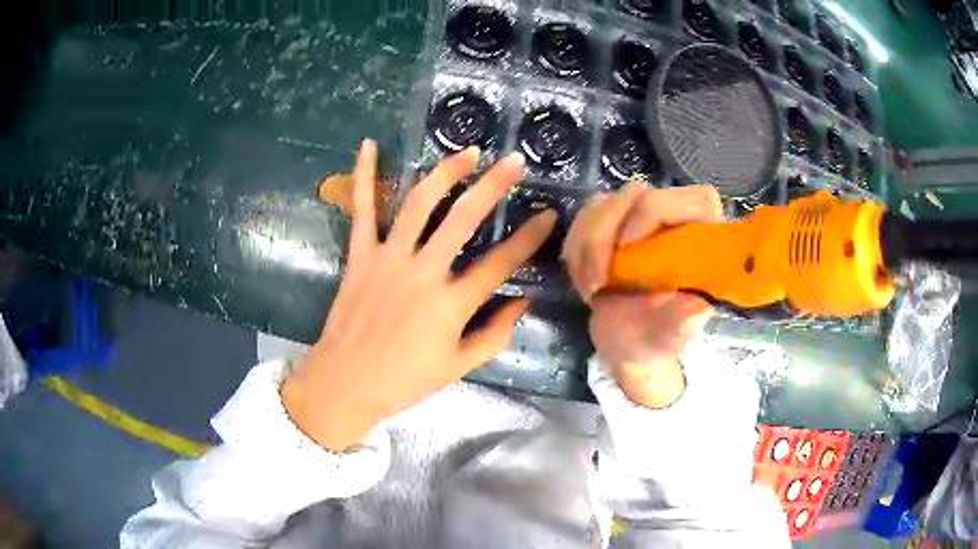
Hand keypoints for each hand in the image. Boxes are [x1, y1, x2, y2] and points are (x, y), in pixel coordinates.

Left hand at [283, 142, 555, 451]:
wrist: (346, 381)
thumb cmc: (404, 380)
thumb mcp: (458, 367)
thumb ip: (495, 334)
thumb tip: (523, 302)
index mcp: (450, 305)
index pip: (501, 263)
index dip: (529, 237)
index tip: (549, 215)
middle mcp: (422, 273)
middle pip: (463, 219)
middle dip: (493, 186)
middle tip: (514, 162)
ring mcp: (388, 259)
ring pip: (419, 205)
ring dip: (445, 173)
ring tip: (466, 152)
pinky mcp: (360, 255)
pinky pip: (362, 210)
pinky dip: (363, 176)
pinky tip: (368, 145)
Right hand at [563, 183, 722, 407]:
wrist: (626, 343)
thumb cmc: (658, 337)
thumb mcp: (673, 334)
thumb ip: (683, 319)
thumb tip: (696, 305)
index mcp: (704, 237)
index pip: (693, 199)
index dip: (658, 210)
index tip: (629, 246)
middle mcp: (676, 216)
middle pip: (636, 194)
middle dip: (605, 235)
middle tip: (597, 282)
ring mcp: (640, 215)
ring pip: (604, 203)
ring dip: (586, 245)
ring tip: (590, 288)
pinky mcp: (611, 221)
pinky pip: (584, 216)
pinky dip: (575, 248)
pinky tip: (583, 279)